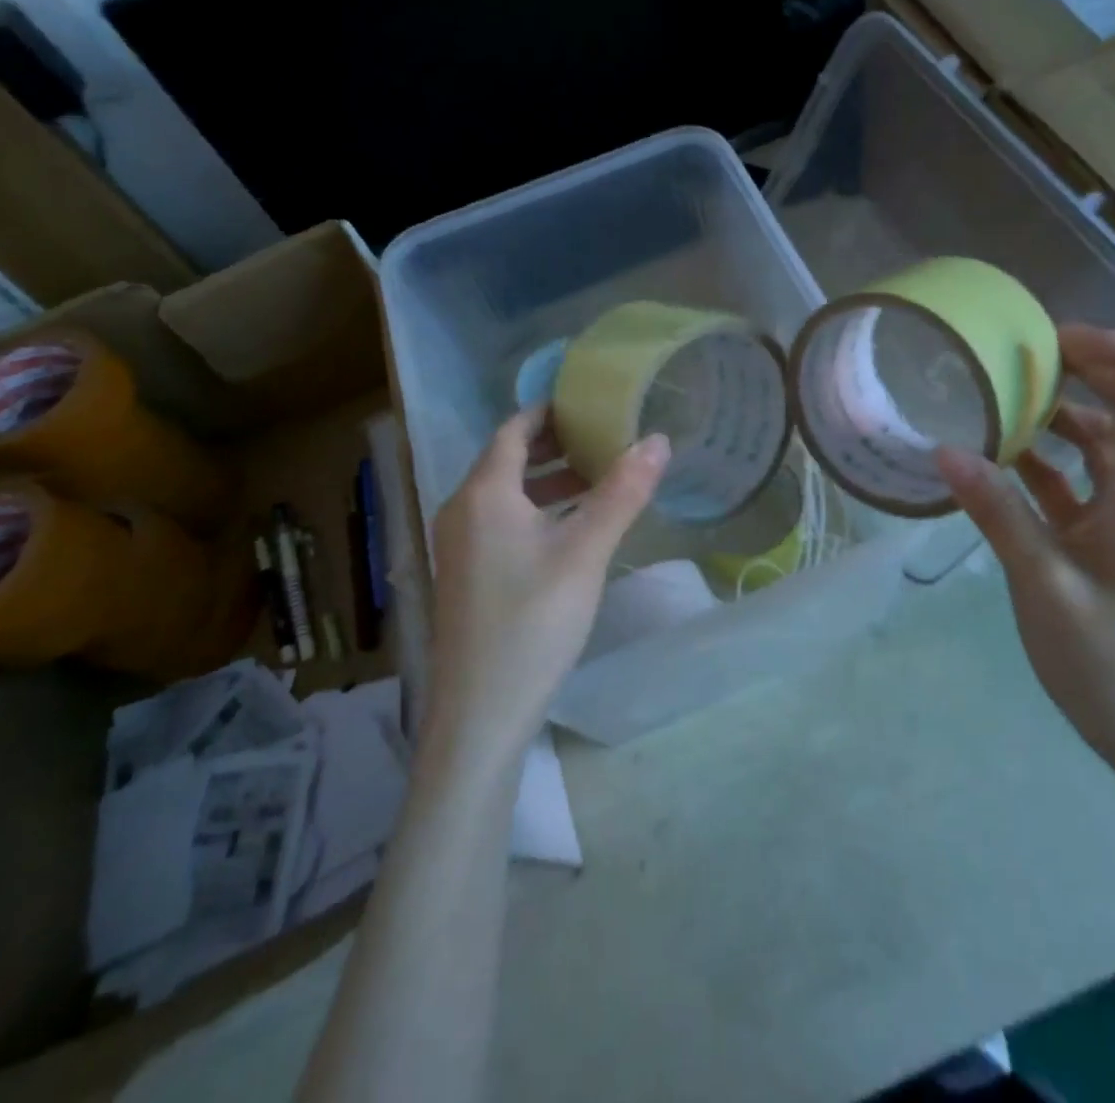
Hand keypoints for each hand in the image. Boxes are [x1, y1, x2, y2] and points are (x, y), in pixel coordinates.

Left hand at [424, 408, 668, 774]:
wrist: (480, 714)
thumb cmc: (533, 621)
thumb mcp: (585, 552)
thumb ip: (622, 492)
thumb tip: (657, 439)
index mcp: (483, 493)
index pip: (513, 430)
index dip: (547, 411)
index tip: (585, 401)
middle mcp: (461, 511)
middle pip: (506, 460)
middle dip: (553, 445)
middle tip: (601, 437)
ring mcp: (457, 546)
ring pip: (504, 495)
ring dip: (546, 481)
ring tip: (595, 479)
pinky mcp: (464, 576)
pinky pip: (500, 522)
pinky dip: (534, 511)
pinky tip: (568, 531)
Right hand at [935, 326, 1114, 766]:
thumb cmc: (1109, 662)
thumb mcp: (1042, 584)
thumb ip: (997, 513)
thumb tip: (947, 449)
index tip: (1054, 341)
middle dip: (1084, 371)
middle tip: (1018, 358)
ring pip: (1102, 443)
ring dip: (1059, 415)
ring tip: (1000, 399)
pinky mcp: (1102, 540)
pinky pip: (1076, 482)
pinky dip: (1043, 462)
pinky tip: (996, 460)